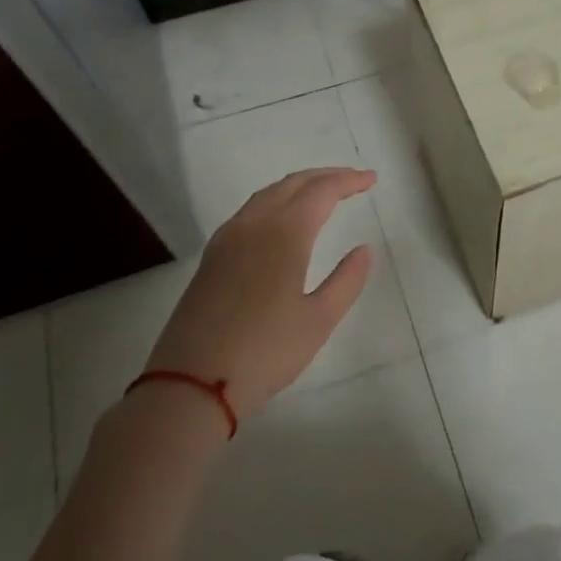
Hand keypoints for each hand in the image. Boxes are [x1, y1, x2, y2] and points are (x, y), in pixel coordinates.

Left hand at [144, 168, 376, 420]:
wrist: (190, 384)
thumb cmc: (265, 352)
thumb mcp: (318, 320)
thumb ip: (347, 280)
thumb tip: (364, 249)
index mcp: (284, 234)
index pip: (322, 191)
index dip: (349, 181)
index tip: (371, 179)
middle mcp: (253, 225)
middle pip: (292, 184)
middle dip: (325, 176)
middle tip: (353, 180)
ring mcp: (227, 240)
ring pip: (267, 195)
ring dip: (298, 186)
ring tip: (321, 193)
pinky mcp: (211, 258)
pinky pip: (249, 212)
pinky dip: (274, 201)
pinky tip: (281, 220)